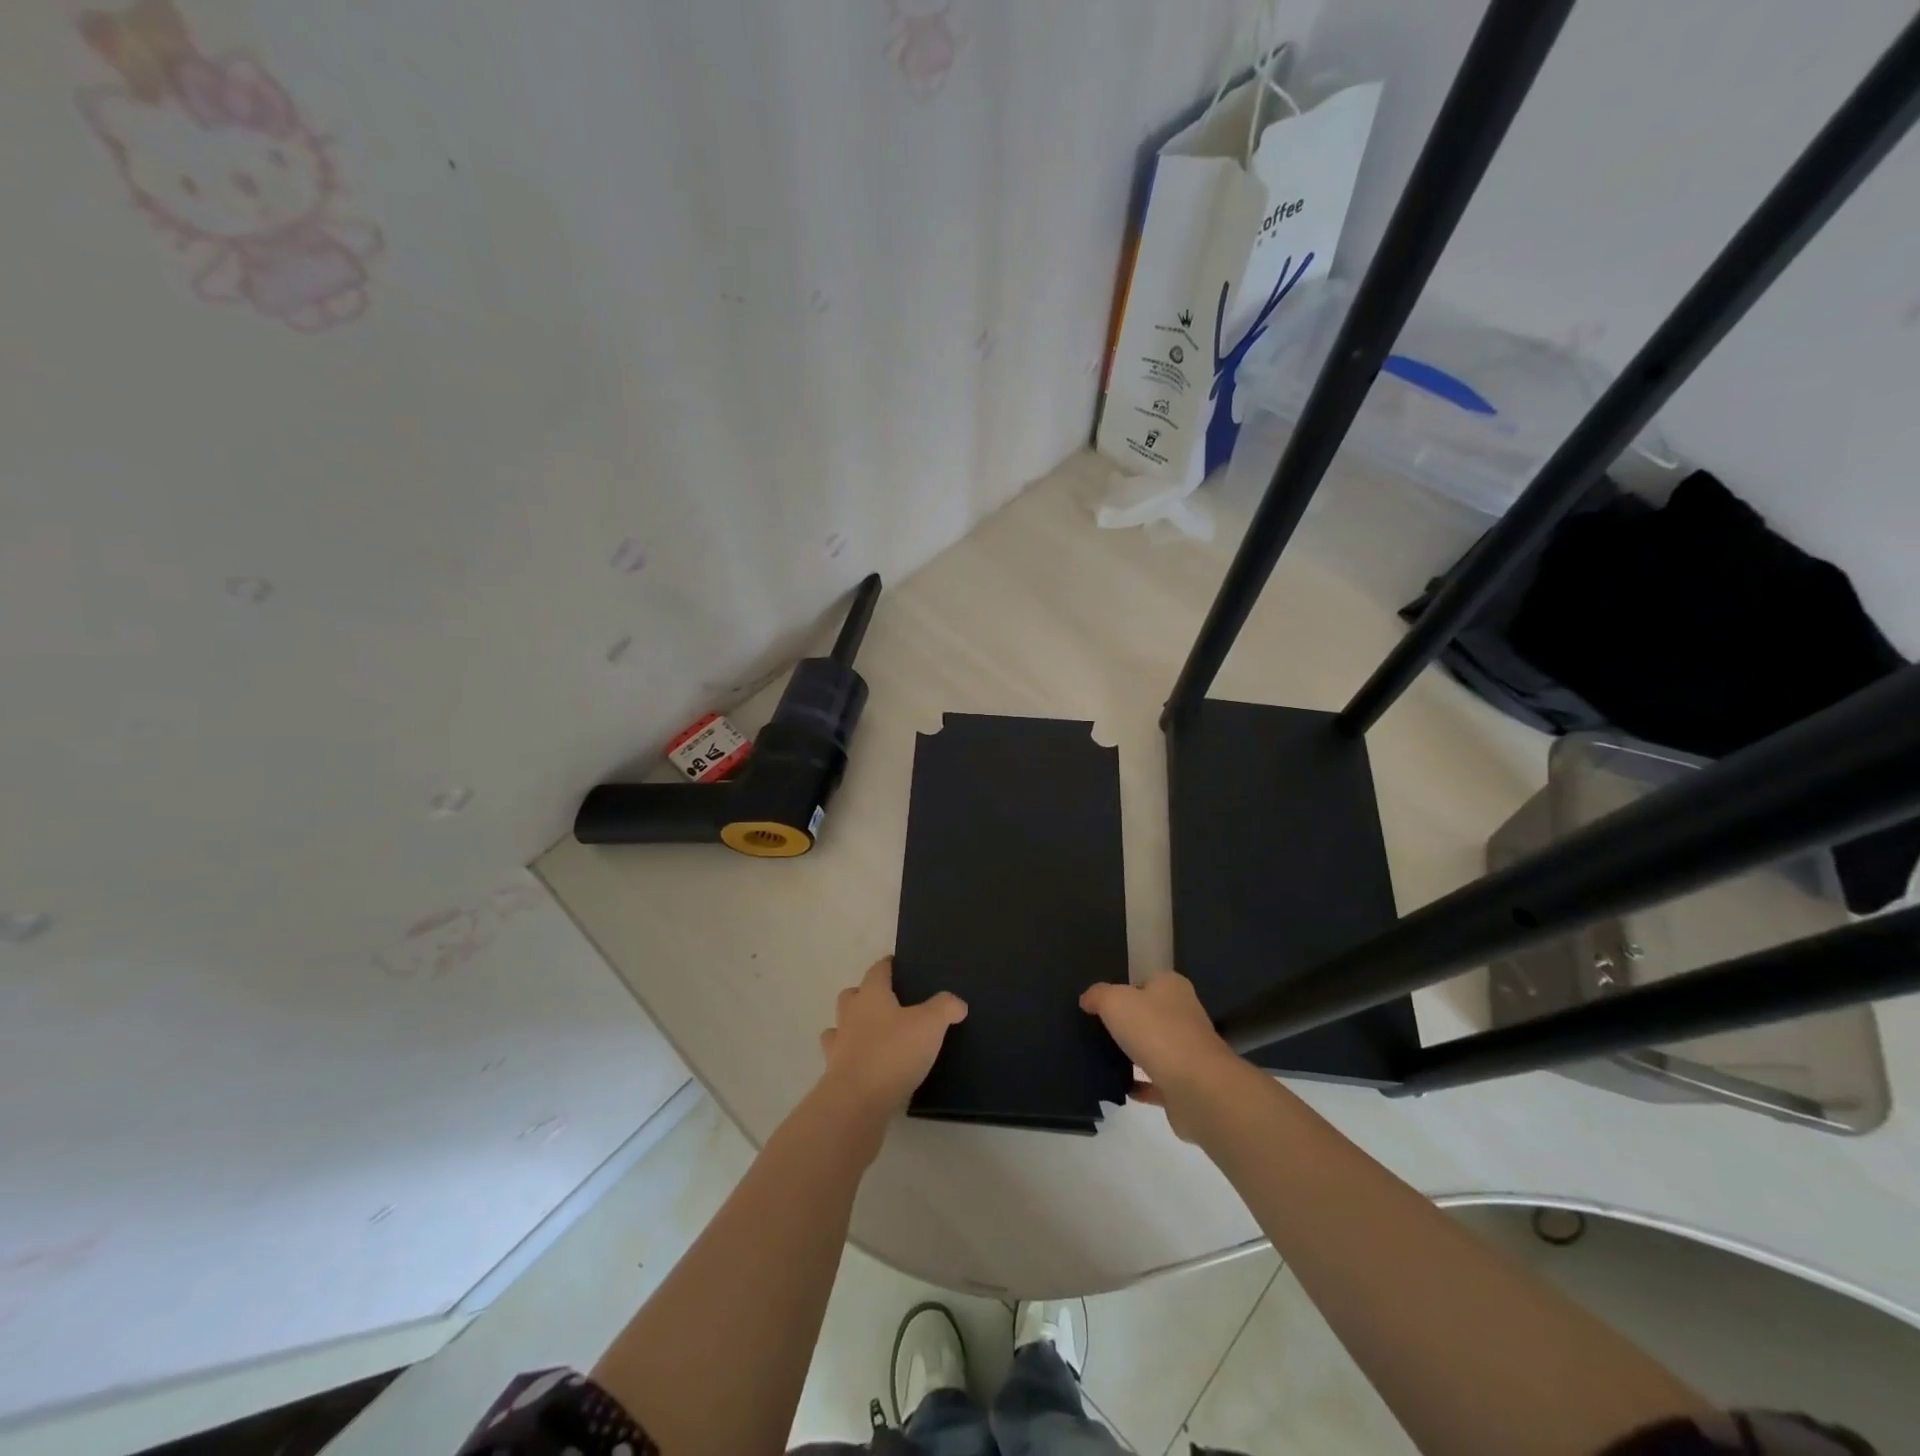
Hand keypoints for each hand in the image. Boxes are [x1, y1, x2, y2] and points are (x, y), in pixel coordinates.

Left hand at [817, 957, 966, 1120]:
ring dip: (853, 1027)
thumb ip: (945, 1008)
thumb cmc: (893, 1053)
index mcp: (871, 996)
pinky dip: (854, 1059)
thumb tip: (957, 1003)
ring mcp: (839, 1046)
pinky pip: (843, 1059)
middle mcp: (850, 1015)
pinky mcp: (836, 1076)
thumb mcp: (930, 1025)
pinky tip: (870, 1067)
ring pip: (841, 1027)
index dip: (888, 965)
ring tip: (876, 1036)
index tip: (897, 964)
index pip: (877, 970)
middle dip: (865, 994)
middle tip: (888, 1002)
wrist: (856, 1103)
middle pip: (852, 995)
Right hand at [1080, 972, 1247, 1141]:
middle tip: (1095, 1029)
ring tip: (1101, 1057)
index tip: (1099, 1004)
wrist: (1195, 1087)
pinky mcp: (1186, 1084)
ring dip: (1133, 1053)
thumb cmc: (1155, 1031)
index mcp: (1171, 987)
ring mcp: (1187, 1051)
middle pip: (1149, 1014)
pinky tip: (1118, 1085)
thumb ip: (1097, 995)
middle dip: (1127, 1022)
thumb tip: (1087, 1000)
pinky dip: (1139, 1084)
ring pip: (1154, 1048)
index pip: (1145, 981)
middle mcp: (1184, 1014)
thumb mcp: (1114, 1001)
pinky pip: (1155, 1081)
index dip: (1122, 989)